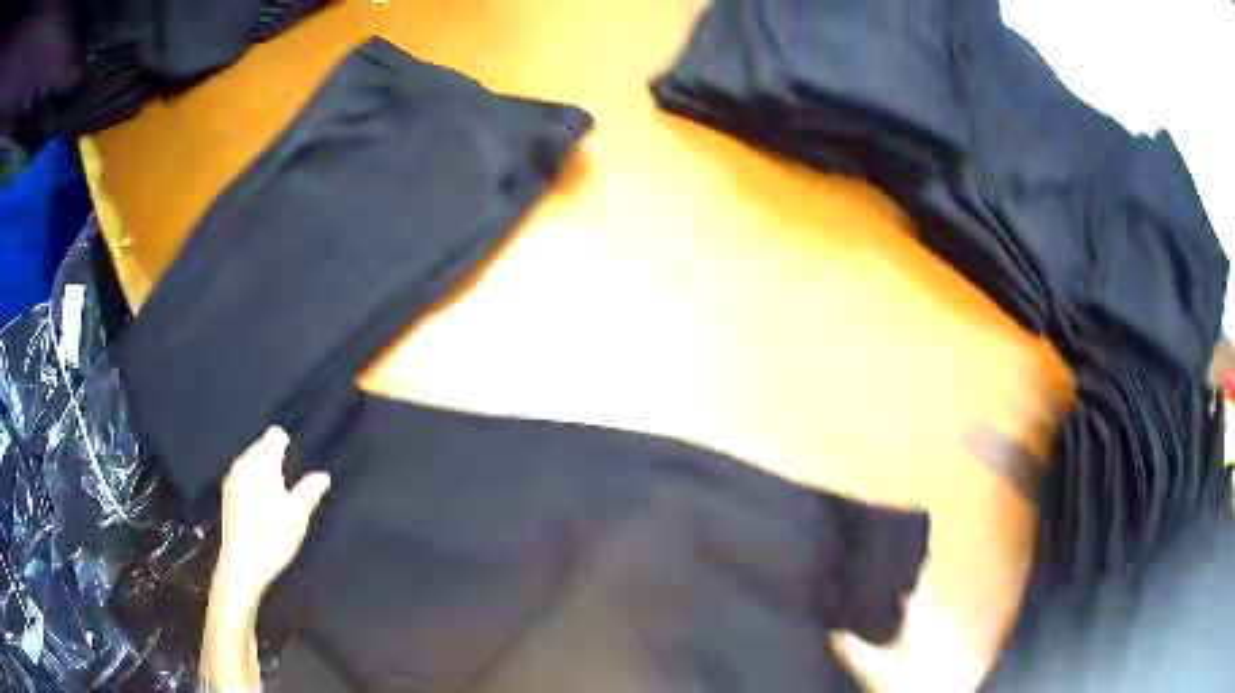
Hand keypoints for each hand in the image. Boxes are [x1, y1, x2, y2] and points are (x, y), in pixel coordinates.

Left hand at [212, 426, 330, 609]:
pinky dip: (252, 480)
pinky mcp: (227, 494)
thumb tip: (323, 476)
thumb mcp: (297, 515)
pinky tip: (260, 503)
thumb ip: (310, 491)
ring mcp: (232, 478)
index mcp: (262, 464)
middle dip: (274, 455)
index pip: (274, 435)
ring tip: (277, 492)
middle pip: (260, 446)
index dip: (286, 442)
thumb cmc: (273, 537)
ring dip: (262, 468)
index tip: (296, 458)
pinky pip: (242, 475)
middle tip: (290, 479)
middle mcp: (244, 464)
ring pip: (250, 461)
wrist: (242, 564)